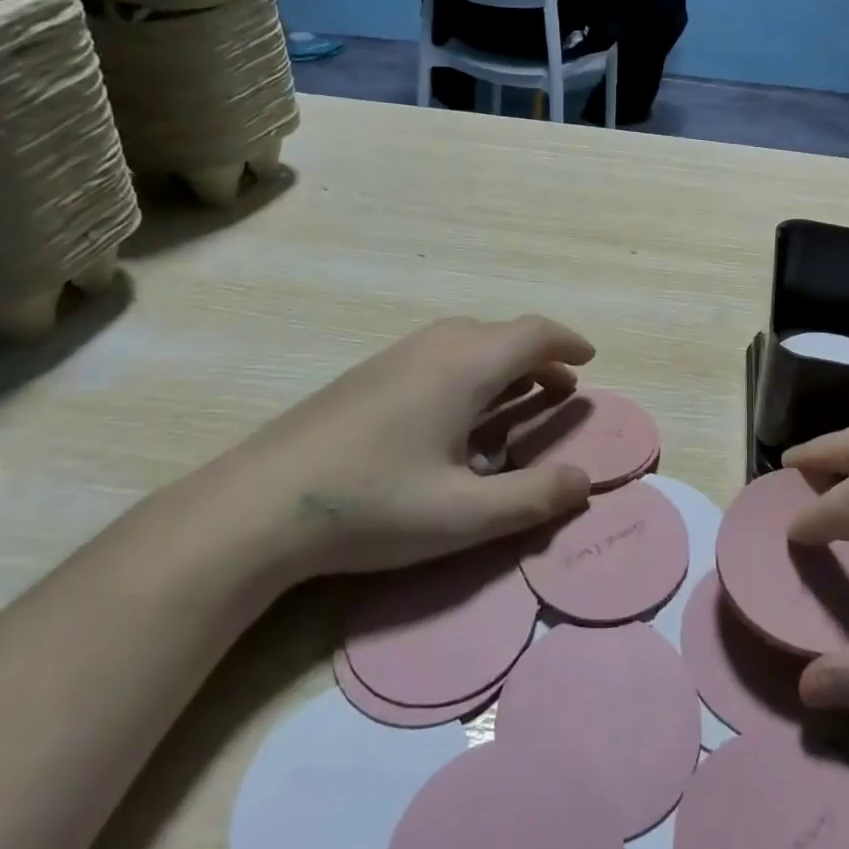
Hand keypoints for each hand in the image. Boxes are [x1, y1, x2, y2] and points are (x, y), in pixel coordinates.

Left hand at [221, 315, 595, 583]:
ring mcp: (397, 356)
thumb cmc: (373, 504)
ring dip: (504, 363)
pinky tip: (456, 415)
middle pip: (502, 334)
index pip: (534, 333)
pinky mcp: (370, 373)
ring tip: (517, 400)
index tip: (590, 358)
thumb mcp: (463, 515)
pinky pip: (439, 354)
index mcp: (465, 365)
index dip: (568, 342)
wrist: (258, 504)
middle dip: (539, 357)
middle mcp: (435, 346)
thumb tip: (585, 482)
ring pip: (468, 341)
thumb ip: (532, 498)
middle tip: (560, 390)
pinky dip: (471, 370)